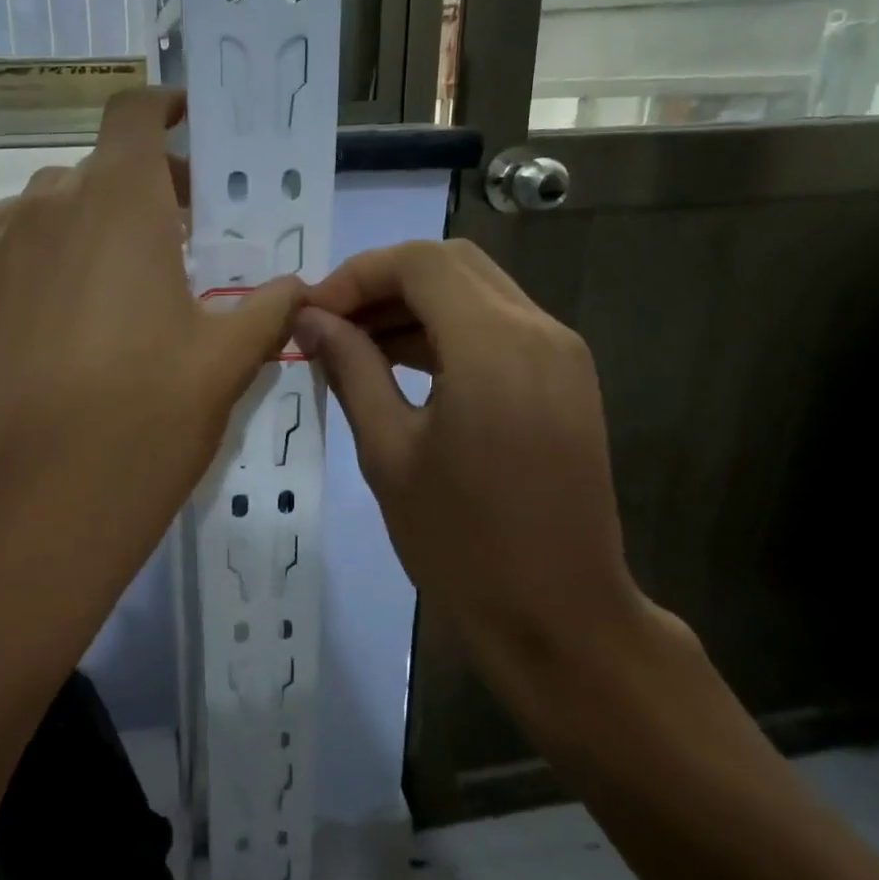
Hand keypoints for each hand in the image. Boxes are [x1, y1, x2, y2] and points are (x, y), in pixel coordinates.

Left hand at [0, 87, 303, 630]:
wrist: (47, 496)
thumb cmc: (148, 418)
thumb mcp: (228, 361)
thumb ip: (268, 309)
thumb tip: (299, 286)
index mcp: (123, 203)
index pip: (135, 114)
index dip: (164, 107)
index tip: (190, 123)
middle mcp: (54, 204)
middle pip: (104, 166)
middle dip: (149, 186)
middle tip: (185, 237)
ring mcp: (2, 245)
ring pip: (54, 200)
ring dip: (93, 215)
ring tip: (122, 270)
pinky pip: (1, 231)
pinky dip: (32, 237)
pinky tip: (55, 281)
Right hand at [297, 240, 671, 692]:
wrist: (558, 617)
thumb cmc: (461, 544)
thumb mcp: (388, 453)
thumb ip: (351, 371)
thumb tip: (311, 320)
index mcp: (493, 345)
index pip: (419, 262)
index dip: (356, 275)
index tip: (312, 314)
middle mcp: (539, 331)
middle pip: (453, 265)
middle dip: (384, 283)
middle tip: (331, 326)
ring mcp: (561, 355)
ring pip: (478, 293)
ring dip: (415, 307)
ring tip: (356, 347)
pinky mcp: (567, 381)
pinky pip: (500, 328)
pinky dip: (449, 332)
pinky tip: (404, 367)